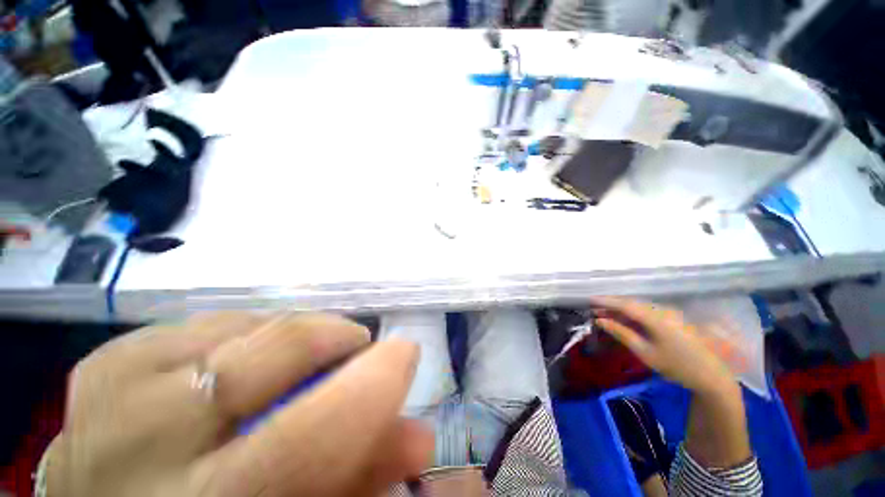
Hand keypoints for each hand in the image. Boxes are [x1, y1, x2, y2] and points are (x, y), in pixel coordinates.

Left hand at [45, 313, 432, 496]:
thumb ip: (358, 477)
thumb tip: (417, 434)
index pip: (307, 437)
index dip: (374, 383)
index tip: (405, 352)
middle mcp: (145, 448)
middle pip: (276, 351)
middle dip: (336, 337)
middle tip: (358, 345)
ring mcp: (115, 394)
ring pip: (244, 326)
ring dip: (292, 334)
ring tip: (303, 355)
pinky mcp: (107, 364)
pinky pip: (205, 323)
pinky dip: (246, 331)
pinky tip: (247, 354)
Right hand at [590, 297, 735, 393]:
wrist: (712, 377)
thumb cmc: (677, 367)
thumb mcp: (645, 352)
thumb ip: (622, 333)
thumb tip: (600, 321)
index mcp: (656, 318)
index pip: (625, 305)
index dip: (606, 301)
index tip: (590, 300)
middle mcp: (663, 311)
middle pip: (632, 304)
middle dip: (612, 306)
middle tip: (594, 310)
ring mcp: (671, 314)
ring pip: (640, 307)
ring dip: (622, 310)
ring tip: (606, 315)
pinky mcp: (674, 319)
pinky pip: (649, 312)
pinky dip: (634, 315)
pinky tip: (626, 320)